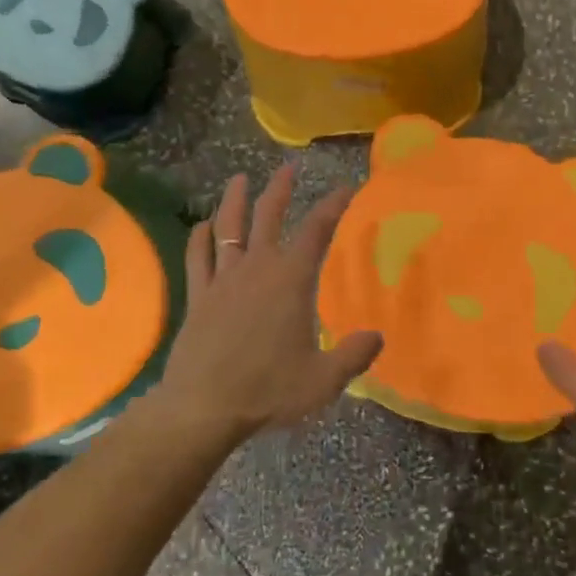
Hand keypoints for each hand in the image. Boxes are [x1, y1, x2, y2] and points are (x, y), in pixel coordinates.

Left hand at [156, 164, 381, 444]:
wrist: (204, 407)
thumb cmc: (268, 390)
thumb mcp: (323, 380)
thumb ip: (354, 355)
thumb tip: (377, 337)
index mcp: (290, 280)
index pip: (317, 230)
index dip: (334, 205)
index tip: (347, 188)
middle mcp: (256, 268)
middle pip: (267, 216)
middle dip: (280, 189)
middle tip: (288, 168)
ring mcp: (222, 280)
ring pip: (227, 228)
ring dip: (234, 200)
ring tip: (238, 179)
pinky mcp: (198, 296)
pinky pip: (198, 258)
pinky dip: (200, 238)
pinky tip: (202, 226)